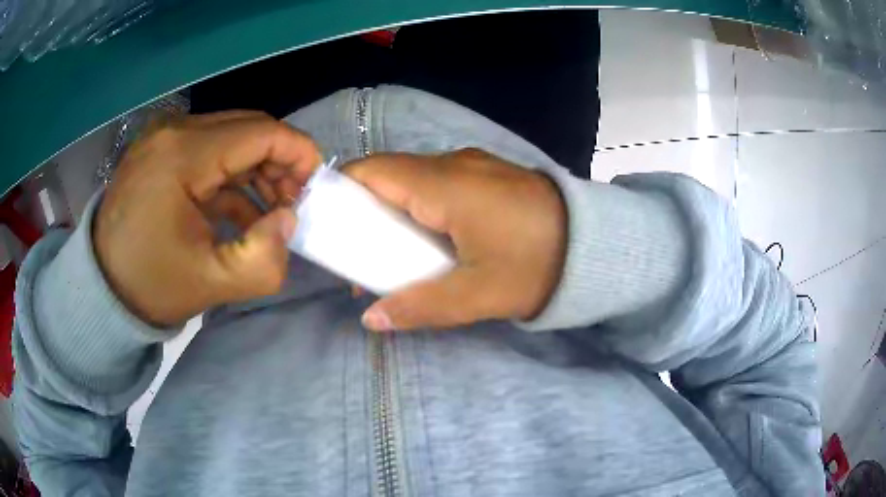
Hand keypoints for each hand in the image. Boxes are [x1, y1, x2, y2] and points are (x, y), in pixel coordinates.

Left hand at [94, 111, 320, 325]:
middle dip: (280, 162)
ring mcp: (164, 137)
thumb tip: (289, 220)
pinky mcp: (160, 150)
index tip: (316, 186)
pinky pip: (208, 150)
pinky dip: (231, 176)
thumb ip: (264, 259)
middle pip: (248, 128)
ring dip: (257, 169)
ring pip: (230, 136)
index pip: (260, 132)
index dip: (299, 153)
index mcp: (183, 154)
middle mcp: (174, 131)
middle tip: (294, 203)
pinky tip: (240, 211)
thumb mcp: (211, 283)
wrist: (100, 288)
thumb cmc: (149, 285)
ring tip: (271, 211)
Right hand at [347, 148, 566, 331]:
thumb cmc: (538, 266)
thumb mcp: (478, 295)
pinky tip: (431, 239)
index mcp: (444, 185)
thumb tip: (370, 318)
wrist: (598, 245)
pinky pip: (439, 183)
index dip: (343, 193)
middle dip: (366, 210)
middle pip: (389, 175)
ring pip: (414, 179)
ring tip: (396, 253)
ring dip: (396, 211)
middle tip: (363, 254)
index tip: (333, 230)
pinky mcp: (488, 174)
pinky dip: (422, 207)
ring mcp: (474, 165)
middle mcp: (454, 164)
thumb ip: (419, 306)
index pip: (372, 171)